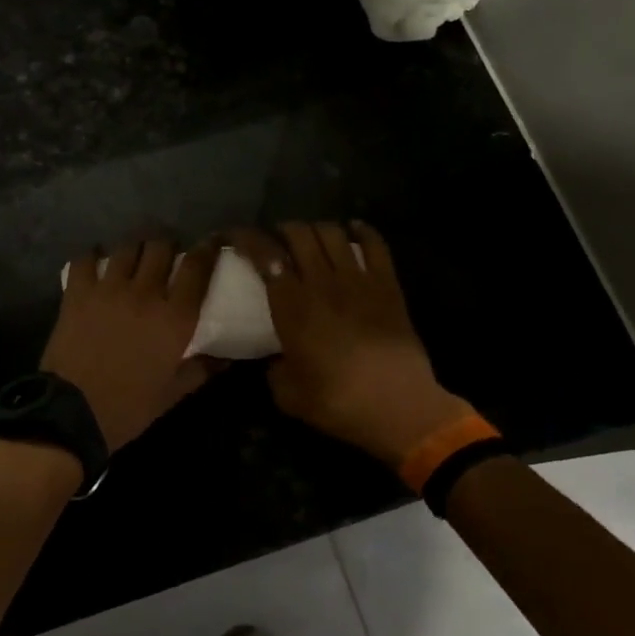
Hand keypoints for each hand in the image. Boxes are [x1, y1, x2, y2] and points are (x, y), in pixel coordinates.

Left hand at [39, 239, 219, 451]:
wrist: (72, 413)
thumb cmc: (128, 407)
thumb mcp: (172, 394)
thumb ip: (200, 370)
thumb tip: (226, 360)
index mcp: (175, 318)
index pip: (197, 268)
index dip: (208, 249)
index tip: (212, 242)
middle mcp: (145, 293)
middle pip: (161, 246)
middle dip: (168, 244)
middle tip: (168, 254)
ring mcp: (108, 289)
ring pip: (127, 247)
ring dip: (135, 247)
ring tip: (135, 255)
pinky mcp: (77, 293)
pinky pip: (85, 259)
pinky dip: (93, 256)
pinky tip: (96, 263)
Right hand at [232, 222, 474, 468]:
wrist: (398, 407)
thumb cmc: (338, 402)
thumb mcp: (287, 394)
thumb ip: (275, 370)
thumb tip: (276, 359)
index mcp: (291, 306)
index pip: (265, 255)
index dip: (247, 239)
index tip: (236, 237)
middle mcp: (322, 283)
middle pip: (299, 234)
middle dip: (281, 229)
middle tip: (275, 240)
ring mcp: (358, 280)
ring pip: (332, 233)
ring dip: (315, 228)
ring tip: (310, 238)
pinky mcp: (388, 285)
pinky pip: (375, 245)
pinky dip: (362, 231)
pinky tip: (354, 230)